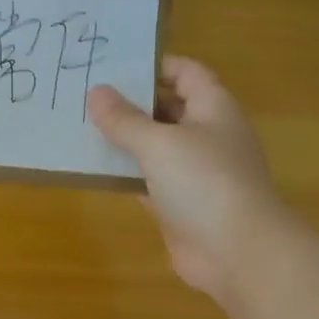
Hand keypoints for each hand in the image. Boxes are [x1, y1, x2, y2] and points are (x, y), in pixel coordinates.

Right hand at [88, 56, 284, 300]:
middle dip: (130, 101)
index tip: (113, 65)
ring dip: (124, 138)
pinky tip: (92, 167)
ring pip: (154, 146)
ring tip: (80, 125)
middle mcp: (206, 135)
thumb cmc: (205, 183)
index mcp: (213, 109)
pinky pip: (147, 179)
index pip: (186, 72)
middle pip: (167, 107)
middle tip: (86, 93)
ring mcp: (194, 172)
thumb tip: (96, 92)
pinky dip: (124, 173)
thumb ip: (125, 120)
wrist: (239, 253)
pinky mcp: (179, 204)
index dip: (154, 65)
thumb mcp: (159, 143)